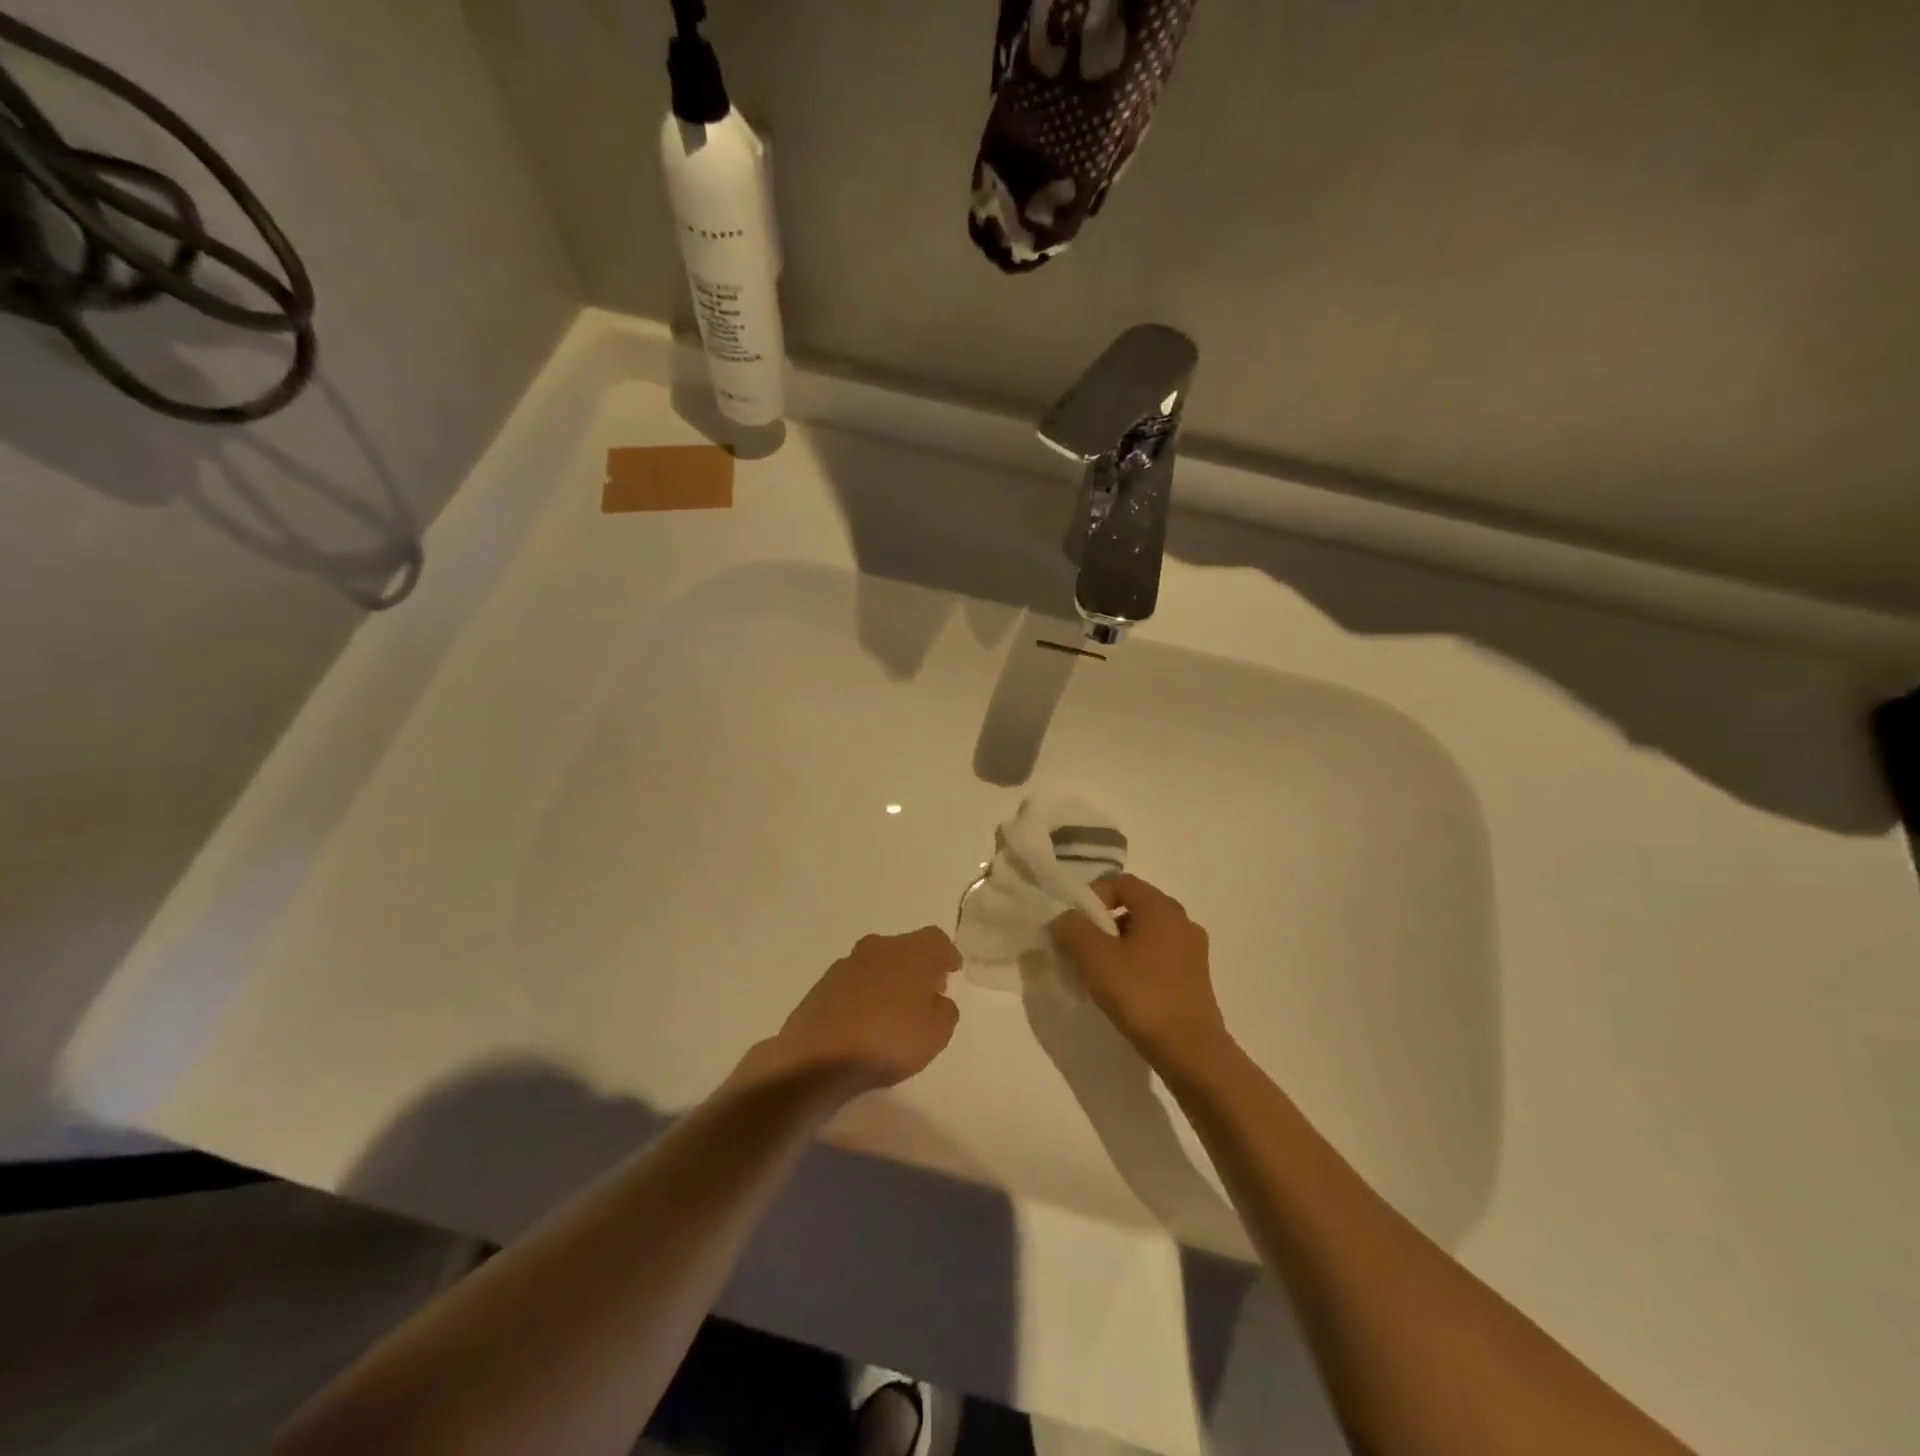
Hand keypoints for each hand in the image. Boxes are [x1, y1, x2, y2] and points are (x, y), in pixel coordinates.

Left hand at [745, 927, 960, 1093]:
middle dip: (918, 966)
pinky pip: (855, 981)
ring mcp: (847, 964)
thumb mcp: (936, 1034)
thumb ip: (945, 1011)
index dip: (947, 953)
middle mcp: (878, 947)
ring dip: (890, 978)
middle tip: (928, 990)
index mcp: (910, 952)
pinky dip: (866, 992)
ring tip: (896, 1007)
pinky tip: (867, 1017)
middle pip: (905, 947)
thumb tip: (937, 1000)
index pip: (935, 939)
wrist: (818, 1056)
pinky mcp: (823, 984)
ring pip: (878, 962)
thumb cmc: (888, 1040)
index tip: (953, 970)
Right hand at [1049, 875, 1229, 1064]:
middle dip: (1102, 922)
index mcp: (1161, 907)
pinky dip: (1136, 963)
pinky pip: (1158, 957)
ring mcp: (1192, 951)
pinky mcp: (1195, 979)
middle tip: (1080, 946)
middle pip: (1133, 907)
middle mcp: (1182, 921)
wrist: (1190, 1051)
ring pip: (1146, 934)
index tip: (1073, 922)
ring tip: (1097, 972)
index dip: (1092, 895)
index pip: (1121, 882)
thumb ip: (1073, 929)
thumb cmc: (1142, 994)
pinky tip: (1123, 989)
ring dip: (1118, 945)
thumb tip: (1065, 918)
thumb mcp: (1096, 957)